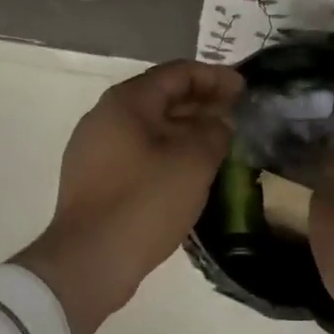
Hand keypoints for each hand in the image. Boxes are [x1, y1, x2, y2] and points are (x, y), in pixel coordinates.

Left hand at [14, 61, 242, 333]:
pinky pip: (137, 152)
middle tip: (236, 115)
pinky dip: (166, 151)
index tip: (244, 89)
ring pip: (149, 127)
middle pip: (161, 97)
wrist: (89, 260)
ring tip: (219, 143)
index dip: (214, 77)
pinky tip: (189, 171)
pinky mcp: (94, 178)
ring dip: (185, 129)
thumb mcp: (193, 162)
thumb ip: (214, 132)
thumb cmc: (145, 201)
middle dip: (201, 103)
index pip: (177, 73)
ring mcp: (94, 148)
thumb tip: (219, 122)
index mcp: (126, 102)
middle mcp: (104, 116)